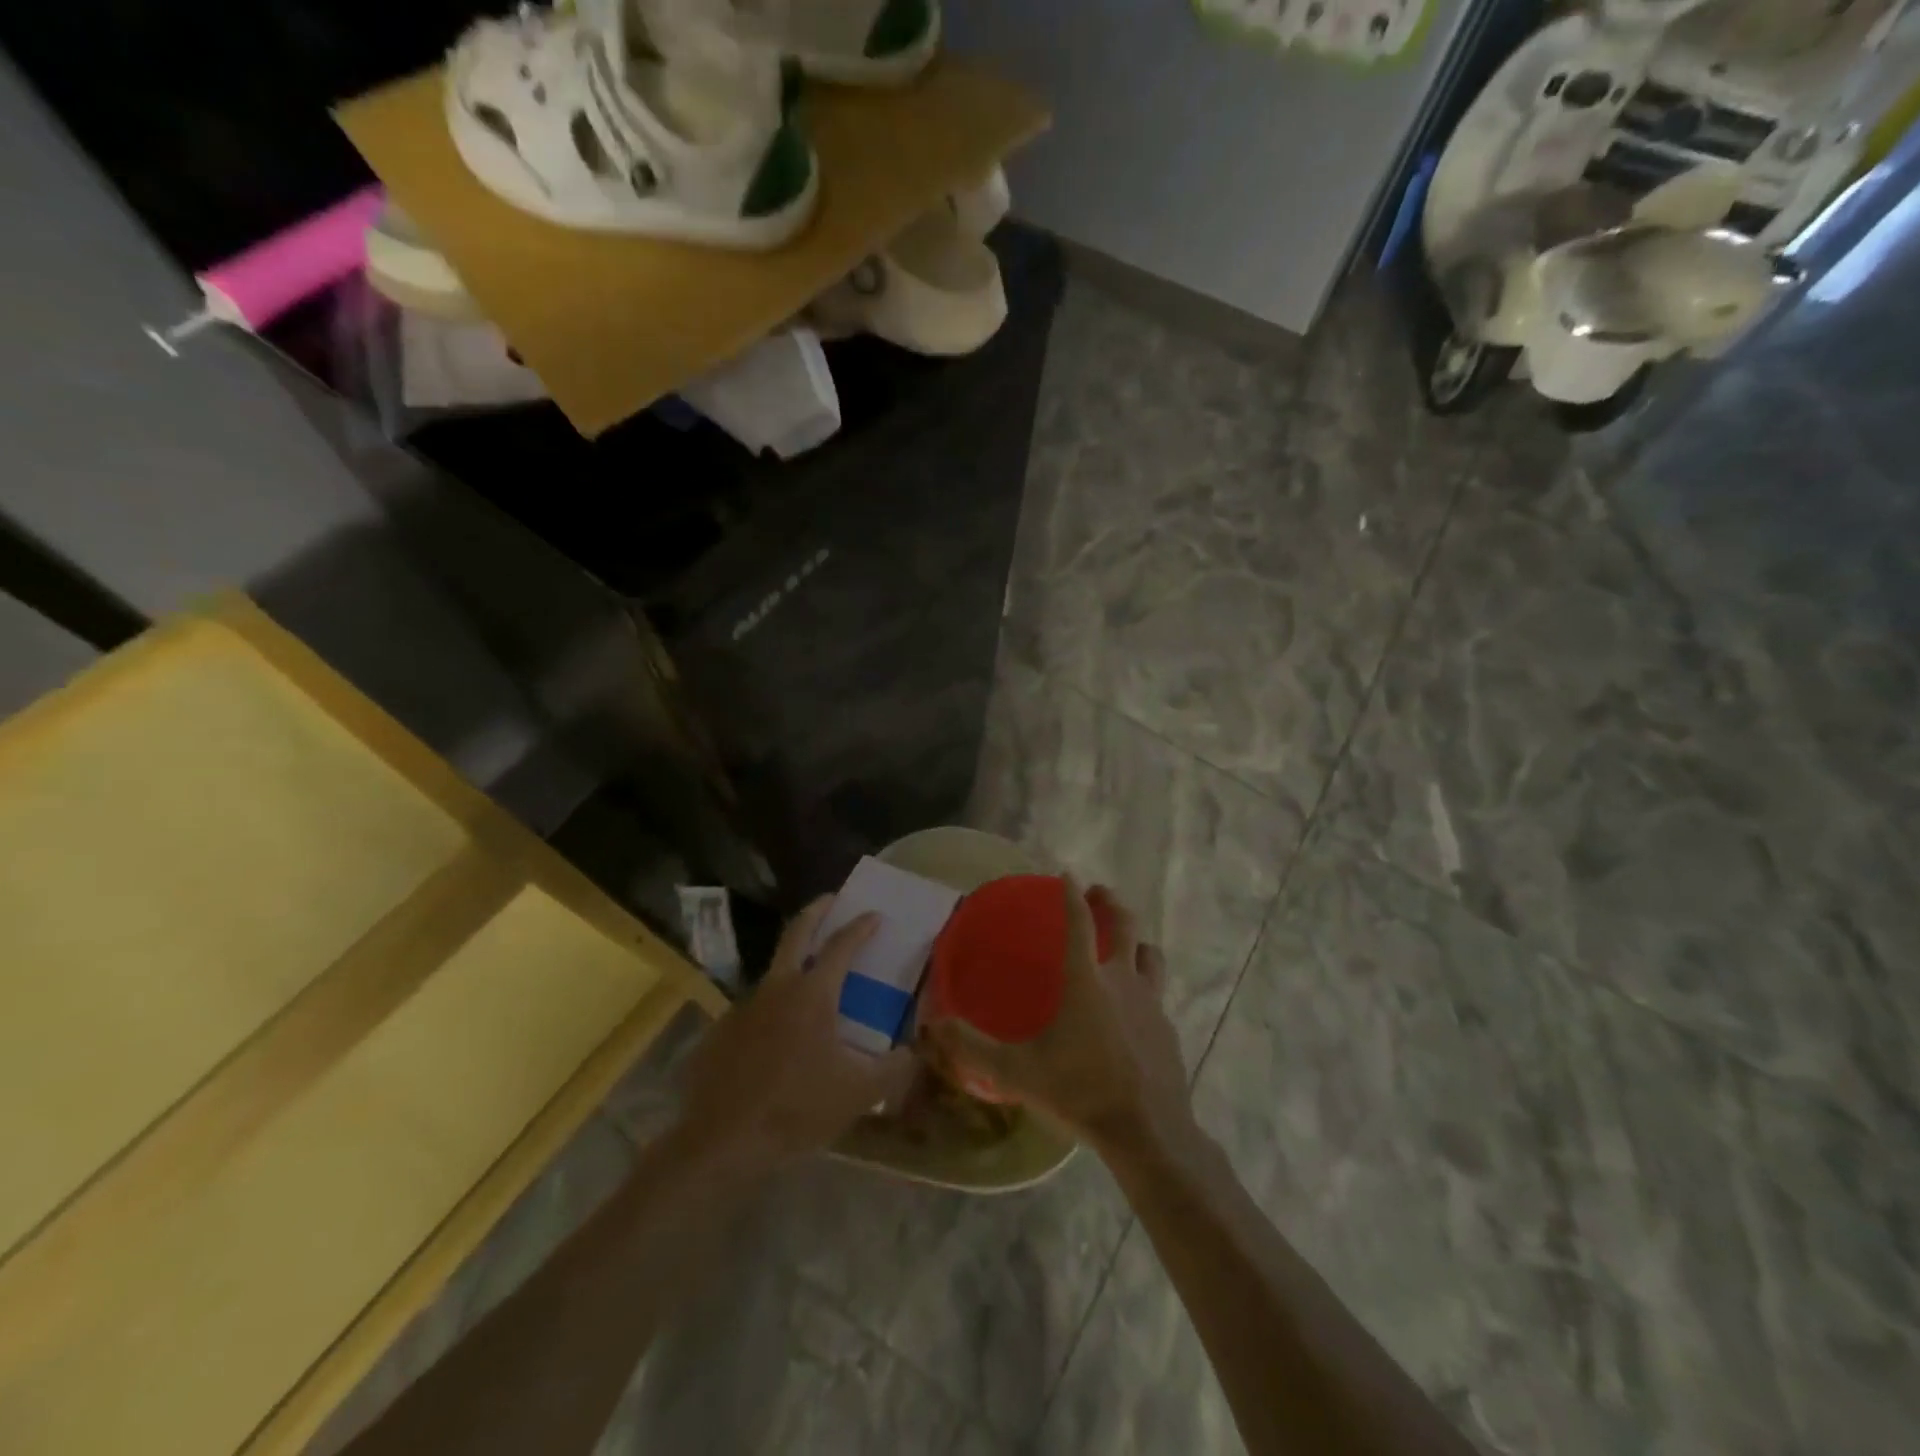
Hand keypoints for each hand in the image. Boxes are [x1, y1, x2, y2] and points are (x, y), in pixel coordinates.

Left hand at [678, 899, 916, 1169]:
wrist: (723, 1142)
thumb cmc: (797, 1109)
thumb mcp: (858, 1092)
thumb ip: (894, 1068)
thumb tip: (915, 1052)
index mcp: (813, 994)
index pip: (841, 946)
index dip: (860, 927)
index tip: (874, 915)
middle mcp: (778, 988)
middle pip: (796, 933)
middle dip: (816, 911)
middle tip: (831, 900)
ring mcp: (744, 1007)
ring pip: (773, 971)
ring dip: (794, 962)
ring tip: (810, 977)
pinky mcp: (722, 1030)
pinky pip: (754, 1009)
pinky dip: (772, 1008)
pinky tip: (778, 1034)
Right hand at [925, 880, 1192, 1155]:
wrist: (1147, 1131)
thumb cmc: (1079, 1090)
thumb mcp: (1016, 1071)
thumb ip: (972, 1046)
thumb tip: (933, 1022)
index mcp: (1086, 980)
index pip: (1079, 922)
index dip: (1071, 894)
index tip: (1066, 874)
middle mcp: (1123, 980)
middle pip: (1125, 924)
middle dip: (1111, 902)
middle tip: (1098, 892)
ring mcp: (1152, 1003)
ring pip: (1150, 954)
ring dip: (1136, 940)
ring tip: (1124, 943)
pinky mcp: (1167, 1028)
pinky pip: (1157, 994)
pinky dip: (1145, 986)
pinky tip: (1134, 1010)